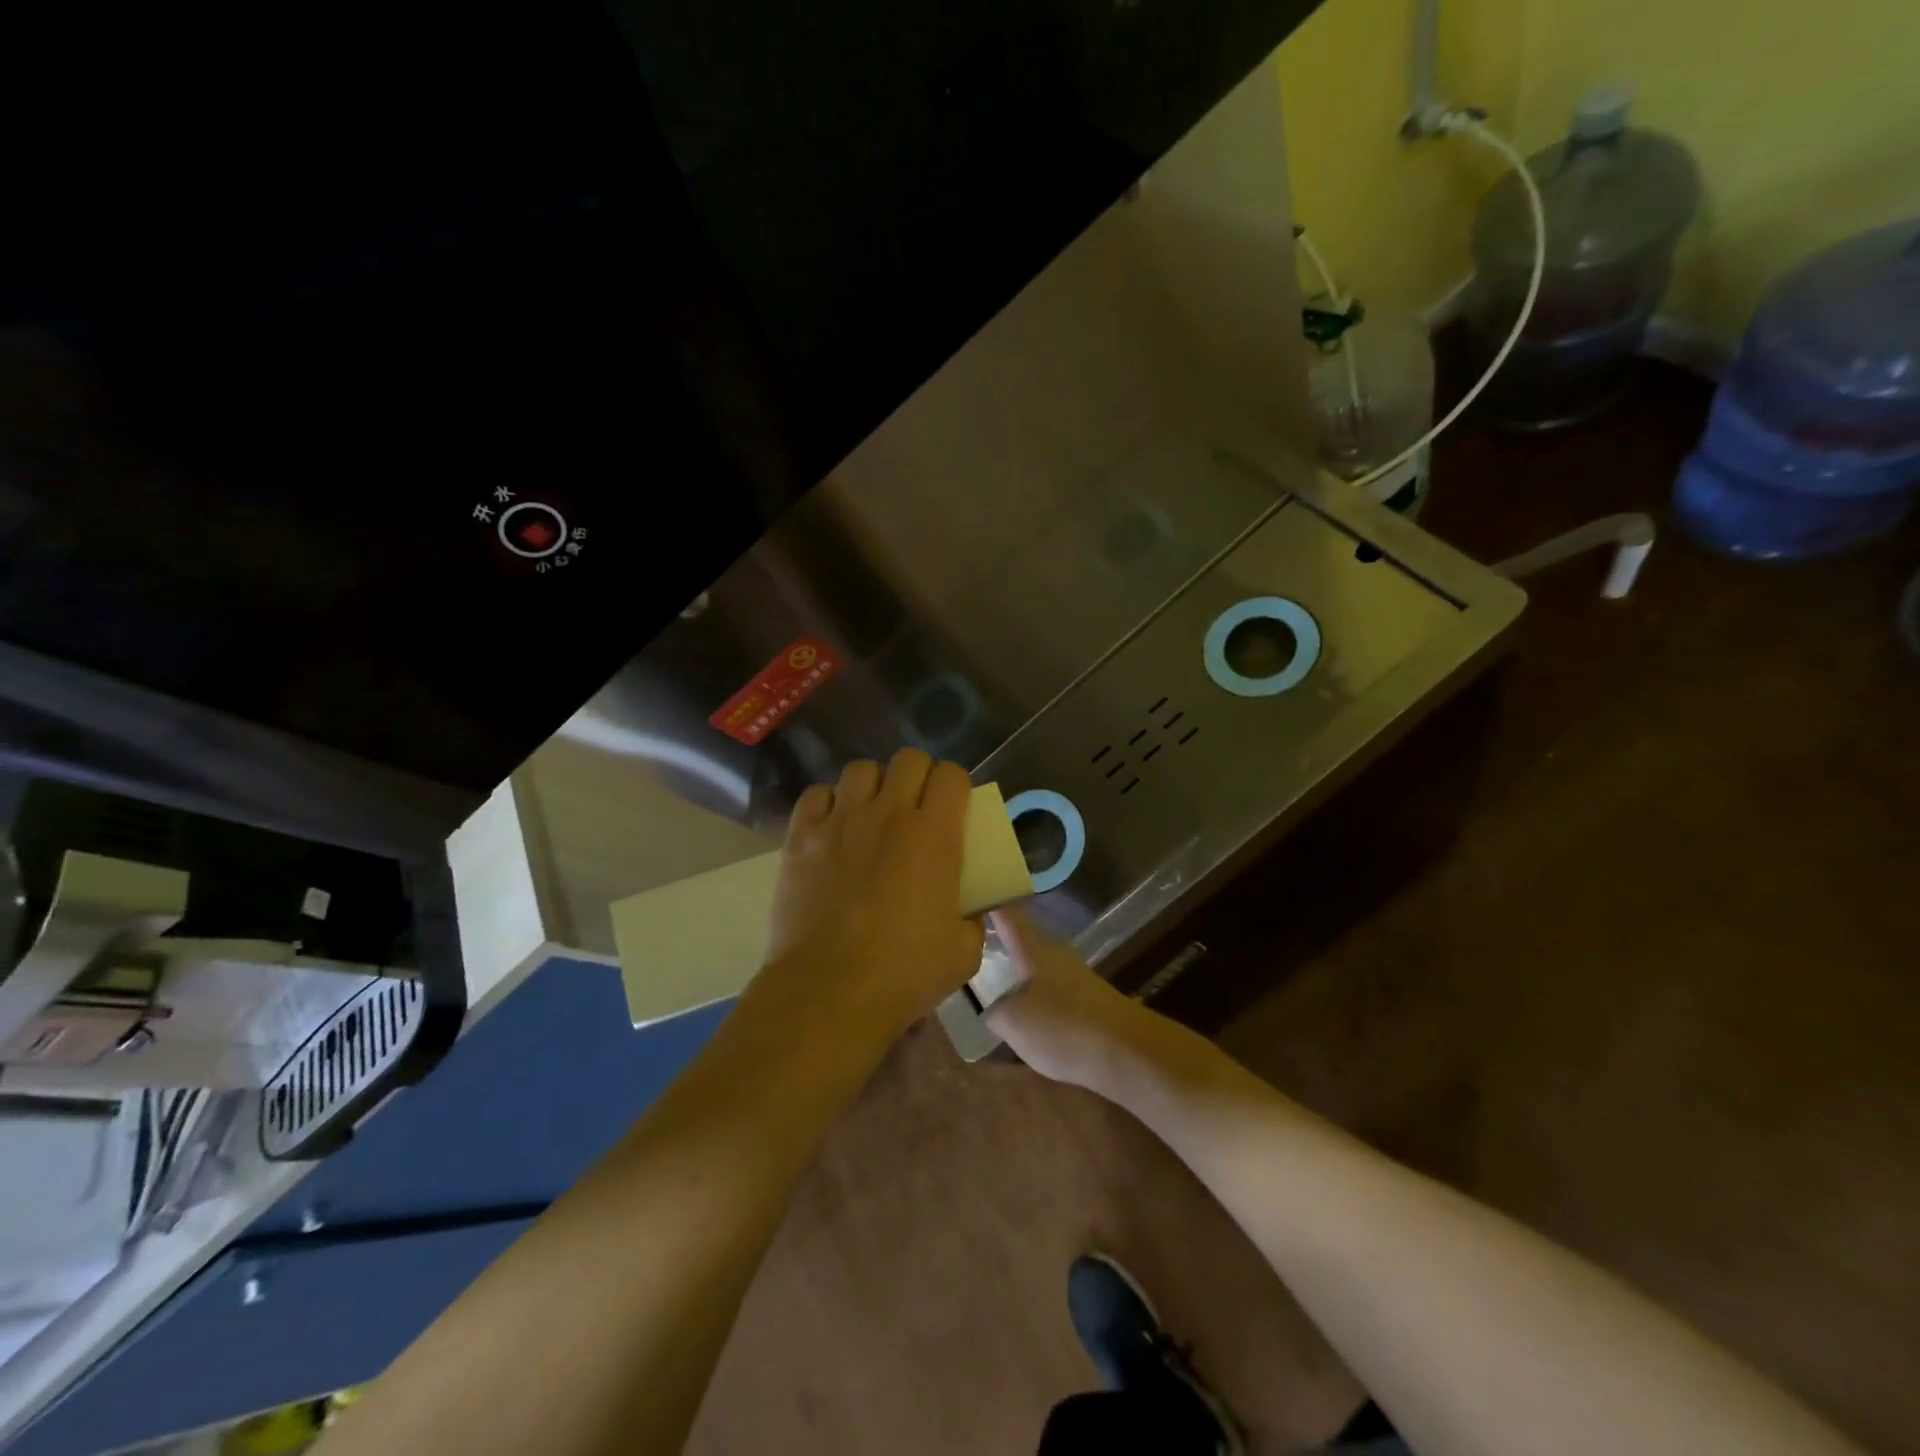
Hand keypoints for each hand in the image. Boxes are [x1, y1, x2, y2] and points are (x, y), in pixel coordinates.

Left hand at [764, 750, 985, 1038]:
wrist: (828, 992)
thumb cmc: (903, 974)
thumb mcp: (963, 952)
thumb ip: (972, 921)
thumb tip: (969, 911)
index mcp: (934, 834)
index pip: (952, 775)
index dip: (956, 785)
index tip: (954, 807)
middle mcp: (888, 814)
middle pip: (909, 759)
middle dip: (918, 776)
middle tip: (916, 808)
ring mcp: (840, 821)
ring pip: (860, 770)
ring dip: (873, 786)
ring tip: (871, 814)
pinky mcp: (800, 836)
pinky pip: (817, 795)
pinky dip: (829, 804)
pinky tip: (832, 828)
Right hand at [984, 909, 1157, 1085]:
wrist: (1128, 1053)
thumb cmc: (1064, 1027)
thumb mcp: (1014, 1023)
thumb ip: (992, 1011)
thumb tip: (987, 1006)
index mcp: (1034, 949)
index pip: (1006, 914)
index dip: (987, 901)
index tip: (966, 893)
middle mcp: (1055, 954)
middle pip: (1021, 938)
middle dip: (997, 938)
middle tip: (967, 942)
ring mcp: (1074, 977)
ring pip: (1035, 965)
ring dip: (1014, 969)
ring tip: (988, 980)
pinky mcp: (1087, 1001)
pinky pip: (1049, 989)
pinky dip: (1031, 994)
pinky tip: (1022, 1014)